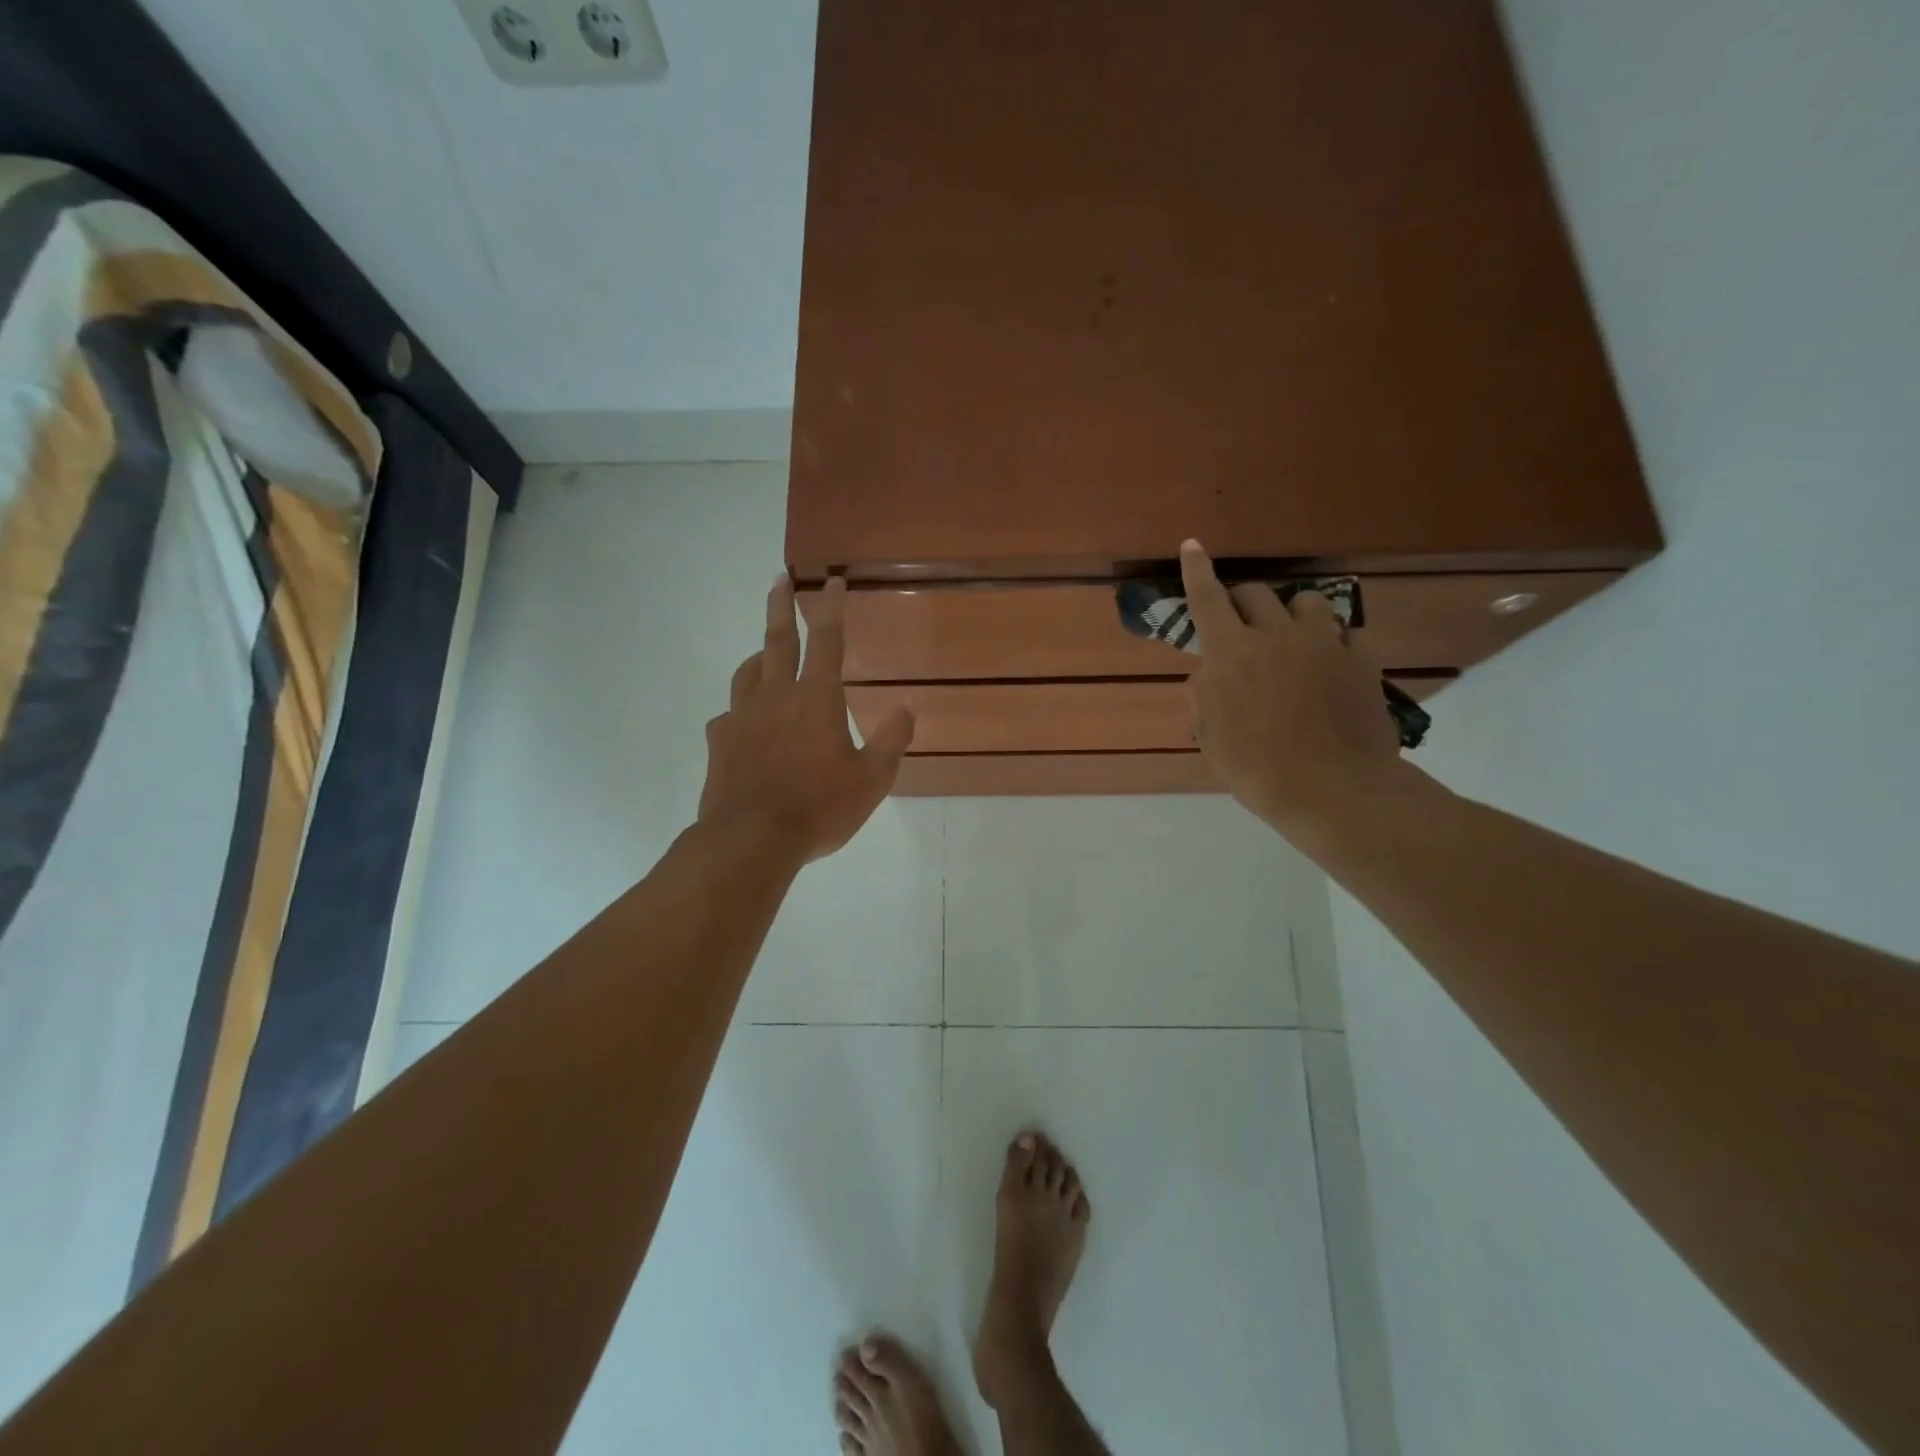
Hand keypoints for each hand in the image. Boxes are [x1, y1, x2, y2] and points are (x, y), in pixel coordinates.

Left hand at [699, 576, 914, 862]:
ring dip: (759, 655)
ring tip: (765, 652)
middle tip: (779, 579)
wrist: (752, 839)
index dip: (832, 608)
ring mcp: (743, 717)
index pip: (827, 640)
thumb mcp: (872, 780)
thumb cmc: (820, 807)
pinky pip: (729, 715)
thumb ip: (891, 741)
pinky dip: (741, 710)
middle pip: (778, 640)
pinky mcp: (720, 742)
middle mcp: (777, 696)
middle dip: (781, 606)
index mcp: (817, 699)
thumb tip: (906, 708)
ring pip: (748, 672)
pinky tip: (744, 723)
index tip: (833, 582)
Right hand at [1179, 541, 1406, 837]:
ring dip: (1292, 613)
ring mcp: (1324, 644)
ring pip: (1307, 601)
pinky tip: (1330, 666)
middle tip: (1240, 625)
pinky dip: (1332, 643)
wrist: (1331, 789)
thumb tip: (1210, 672)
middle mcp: (1276, 635)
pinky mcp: (1361, 660)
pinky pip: (1346, 634)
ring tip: (1292, 637)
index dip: (1197, 570)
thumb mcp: (1210, 736)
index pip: (1207, 599)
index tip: (1193, 545)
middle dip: (1243, 601)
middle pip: (1257, 592)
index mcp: (1231, 653)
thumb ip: (1204, 694)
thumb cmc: (1256, 767)